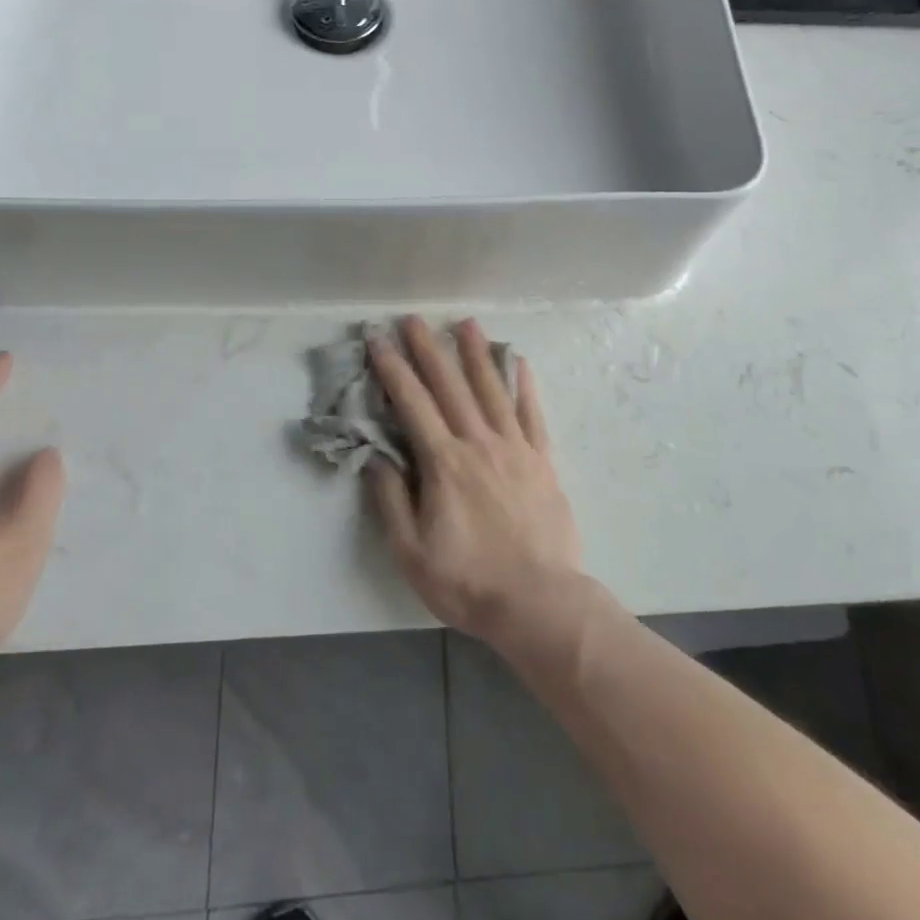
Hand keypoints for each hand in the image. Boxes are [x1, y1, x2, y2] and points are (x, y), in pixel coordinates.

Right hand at [366, 317, 584, 652]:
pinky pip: (532, 413)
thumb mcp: (411, 551)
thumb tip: (377, 456)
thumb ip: (393, 499)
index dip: (392, 369)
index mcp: (444, 463)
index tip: (378, 340)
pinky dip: (524, 384)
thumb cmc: (467, 581)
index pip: (412, 404)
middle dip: (428, 349)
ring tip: (466, 323)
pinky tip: (519, 361)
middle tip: (413, 319)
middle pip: (450, 386)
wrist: (538, 601)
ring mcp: (515, 447)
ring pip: (492, 389)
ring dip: (476, 354)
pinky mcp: (542, 460)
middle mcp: (479, 443)